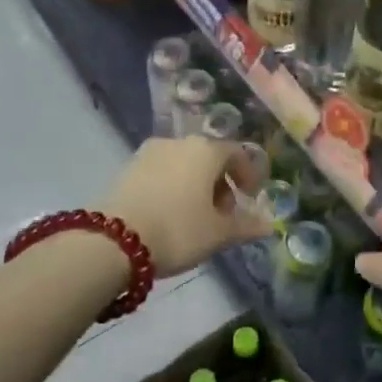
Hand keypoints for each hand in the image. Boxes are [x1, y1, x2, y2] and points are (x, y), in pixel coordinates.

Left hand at [98, 137, 271, 276]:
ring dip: (195, 185)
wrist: (112, 240)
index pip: (236, 153)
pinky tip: (169, 214)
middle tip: (223, 213)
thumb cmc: (177, 230)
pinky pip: (161, 172)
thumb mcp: (218, 234)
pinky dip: (172, 187)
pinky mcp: (127, 167)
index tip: (250, 198)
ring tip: (195, 217)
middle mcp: (178, 142)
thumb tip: (269, 225)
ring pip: (183, 164)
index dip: (248, 175)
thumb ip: (246, 226)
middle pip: (208, 157)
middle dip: (220, 183)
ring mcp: (149, 152)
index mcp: (206, 150)